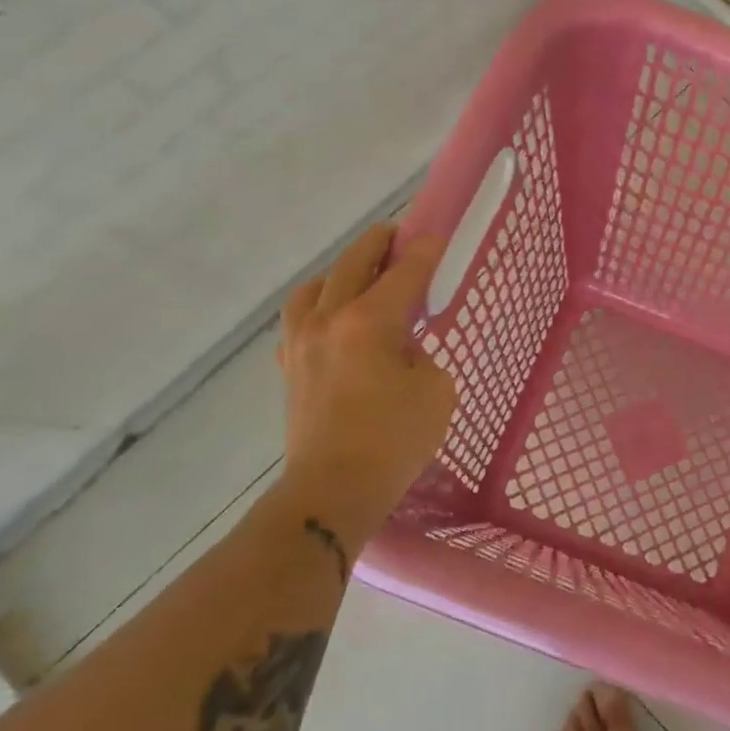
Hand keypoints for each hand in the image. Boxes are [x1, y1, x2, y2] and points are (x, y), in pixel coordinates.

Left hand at [271, 224, 457, 545]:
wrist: (332, 491)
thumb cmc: (393, 441)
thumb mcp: (436, 391)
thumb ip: (422, 354)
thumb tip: (402, 347)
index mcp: (368, 322)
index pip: (403, 273)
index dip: (425, 252)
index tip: (439, 238)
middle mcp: (328, 320)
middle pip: (352, 263)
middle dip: (379, 244)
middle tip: (400, 238)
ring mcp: (301, 343)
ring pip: (315, 286)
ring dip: (341, 271)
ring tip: (361, 277)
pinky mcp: (290, 367)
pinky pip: (299, 319)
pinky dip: (318, 306)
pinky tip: (333, 320)